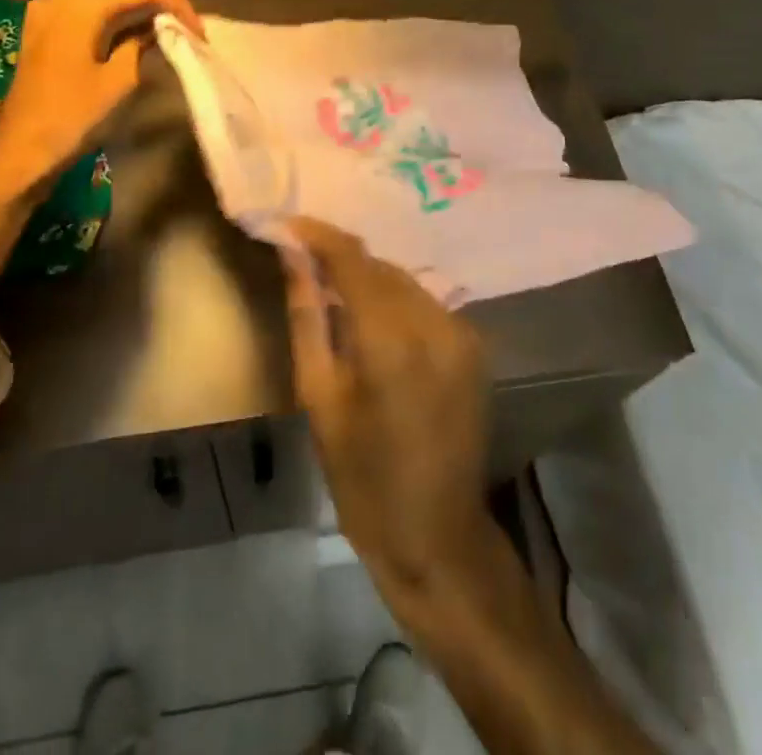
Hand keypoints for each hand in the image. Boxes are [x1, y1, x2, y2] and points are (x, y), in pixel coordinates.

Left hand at [0, 0, 200, 201]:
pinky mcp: (40, 25)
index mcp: (84, 7)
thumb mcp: (120, 81)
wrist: (21, 147)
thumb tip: (158, 27)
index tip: (198, 27)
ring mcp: (46, 8)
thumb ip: (141, 44)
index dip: (175, 2)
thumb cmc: (73, 116)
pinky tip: (118, 9)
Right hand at [283, 218, 501, 612]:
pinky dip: (396, 303)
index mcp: (391, 338)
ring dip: (369, 281)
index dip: (318, 235)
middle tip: (304, 264)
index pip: (352, 259)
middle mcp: (435, 321)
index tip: (287, 225)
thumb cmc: (363, 479)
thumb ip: (309, 317)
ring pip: (404, 282)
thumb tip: (293, 258)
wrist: (438, 536)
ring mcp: (462, 331)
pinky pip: (425, 304)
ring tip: (335, 298)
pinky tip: (374, 327)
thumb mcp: (319, 398)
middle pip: (380, 267)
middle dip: (341, 260)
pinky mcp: (475, 345)